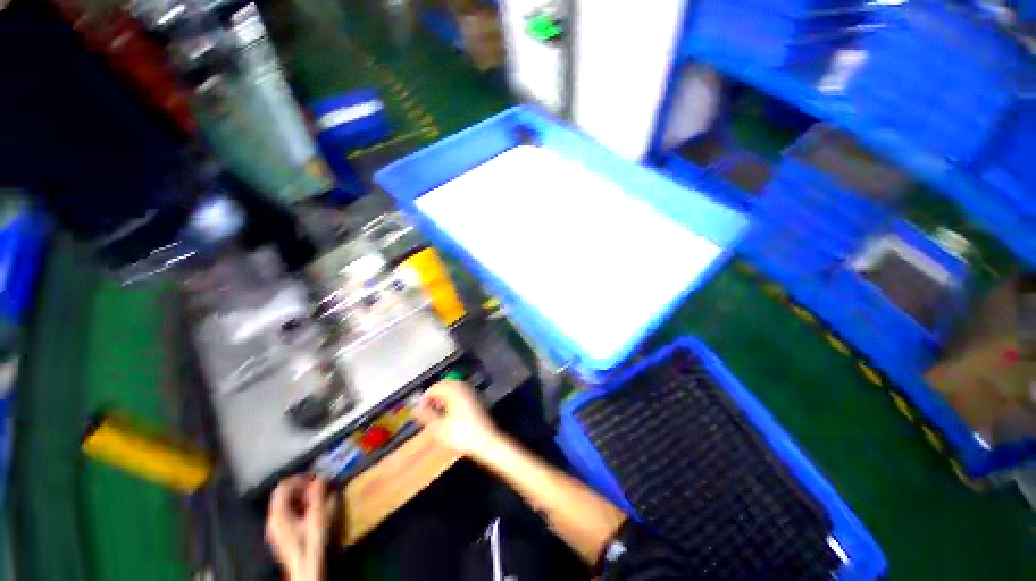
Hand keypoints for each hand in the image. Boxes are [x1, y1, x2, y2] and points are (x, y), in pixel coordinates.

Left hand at [266, 475, 335, 580]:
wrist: (307, 571)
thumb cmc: (311, 544)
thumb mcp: (318, 517)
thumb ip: (318, 496)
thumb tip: (321, 477)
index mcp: (278, 514)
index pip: (284, 486)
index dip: (301, 478)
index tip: (317, 478)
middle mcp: (273, 519)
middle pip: (285, 494)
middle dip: (304, 487)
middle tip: (321, 487)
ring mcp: (277, 528)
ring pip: (288, 503)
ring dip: (304, 496)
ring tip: (321, 498)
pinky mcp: (283, 535)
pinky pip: (290, 512)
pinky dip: (302, 506)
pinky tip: (314, 511)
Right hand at [412, 380, 500, 459]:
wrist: (485, 441)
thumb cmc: (461, 434)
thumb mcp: (439, 428)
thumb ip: (426, 416)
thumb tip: (413, 409)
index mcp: (454, 391)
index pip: (435, 387)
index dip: (425, 397)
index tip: (420, 410)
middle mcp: (463, 387)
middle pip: (445, 384)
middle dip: (434, 395)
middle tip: (427, 409)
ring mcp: (472, 392)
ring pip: (453, 388)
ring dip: (443, 396)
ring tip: (437, 410)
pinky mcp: (477, 398)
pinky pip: (461, 392)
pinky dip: (452, 397)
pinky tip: (450, 411)